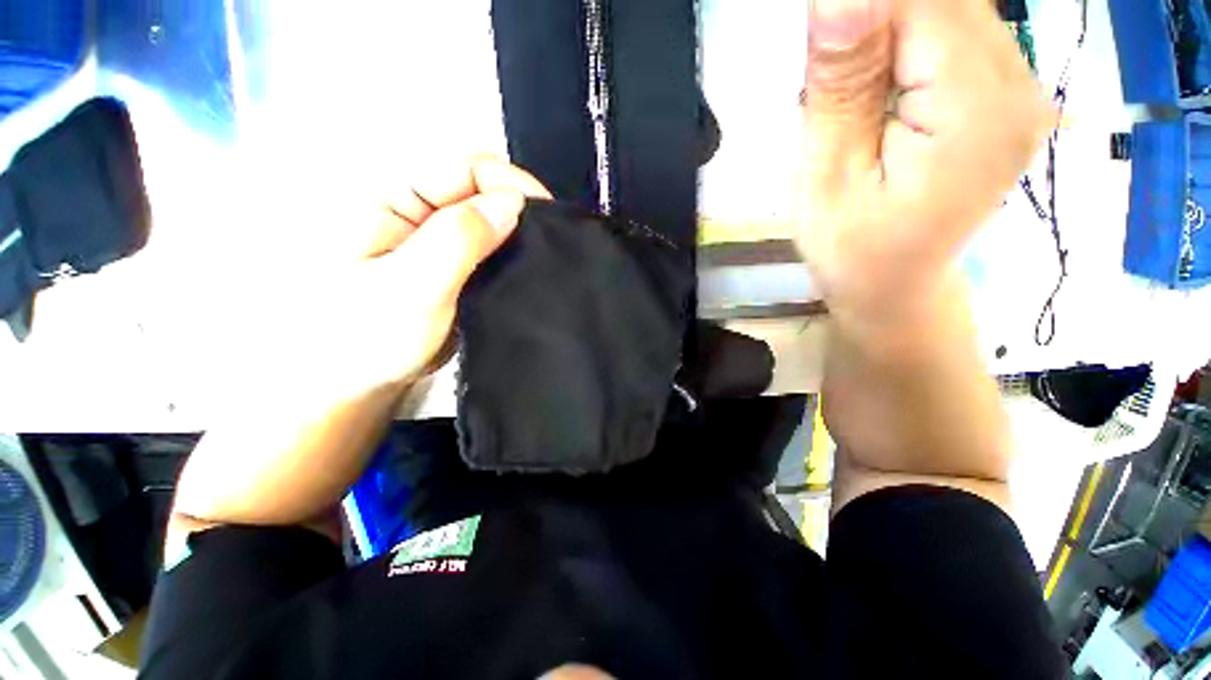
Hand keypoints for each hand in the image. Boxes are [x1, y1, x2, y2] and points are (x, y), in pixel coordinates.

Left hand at [230, 156, 550, 402]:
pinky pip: (493, 249)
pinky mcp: (455, 266)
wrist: (358, 386)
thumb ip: (459, 239)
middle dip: (519, 207)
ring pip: (492, 220)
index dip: (509, 182)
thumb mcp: (412, 286)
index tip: (545, 214)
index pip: (462, 167)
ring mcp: (438, 240)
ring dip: (519, 233)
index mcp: (392, 199)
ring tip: (542, 256)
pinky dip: (514, 255)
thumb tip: (512, 202)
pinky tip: (526, 269)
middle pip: (482, 188)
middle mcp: (418, 210)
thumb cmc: (367, 339)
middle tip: (549, 239)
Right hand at [797, 0, 1051, 330]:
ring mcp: (1023, 89)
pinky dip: (910, 44)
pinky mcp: (1009, 95)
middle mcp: (1020, 85)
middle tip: (832, 82)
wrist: (894, 286)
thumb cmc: (848, 249)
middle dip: (872, 22)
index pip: (922, 2)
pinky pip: (959, 34)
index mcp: (976, 110)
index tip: (821, 50)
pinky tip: (883, 92)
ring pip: (951, 9)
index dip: (857, 10)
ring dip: (888, 34)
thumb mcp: (825, 178)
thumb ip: (841, 88)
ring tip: (855, 98)